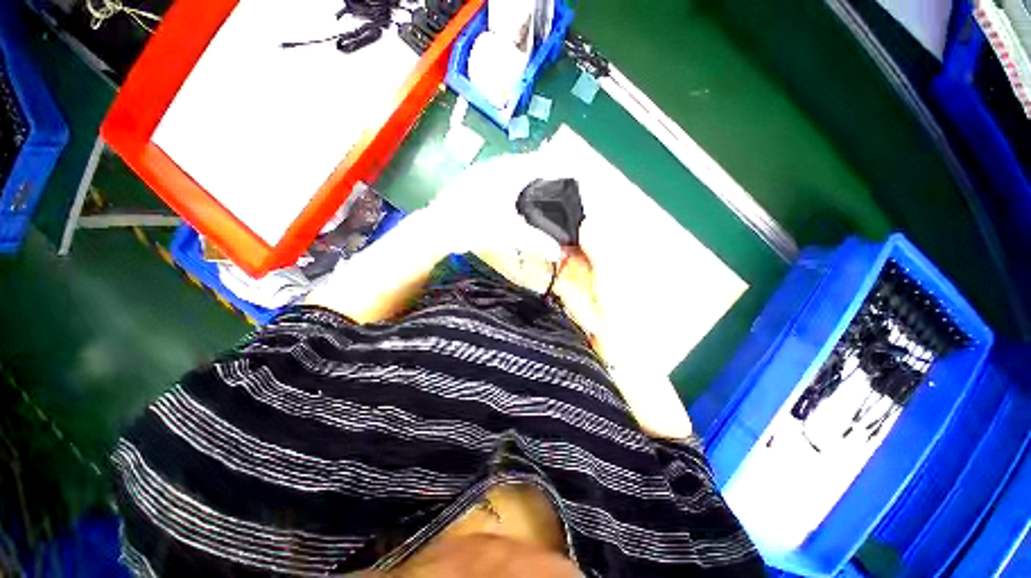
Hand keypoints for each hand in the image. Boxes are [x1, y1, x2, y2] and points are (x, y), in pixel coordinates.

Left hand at [422, 153, 562, 262]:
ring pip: (513, 167)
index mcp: (509, 172)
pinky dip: (512, 182)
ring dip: (527, 175)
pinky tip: (513, 197)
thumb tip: (558, 251)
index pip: (541, 161)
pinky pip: (500, 174)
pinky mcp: (473, 179)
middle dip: (545, 170)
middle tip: (558, 185)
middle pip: (528, 162)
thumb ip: (536, 241)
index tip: (572, 174)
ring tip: (539, 190)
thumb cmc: (473, 226)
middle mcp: (497, 165)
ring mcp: (483, 171)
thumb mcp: (509, 234)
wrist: (436, 227)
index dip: (559, 166)